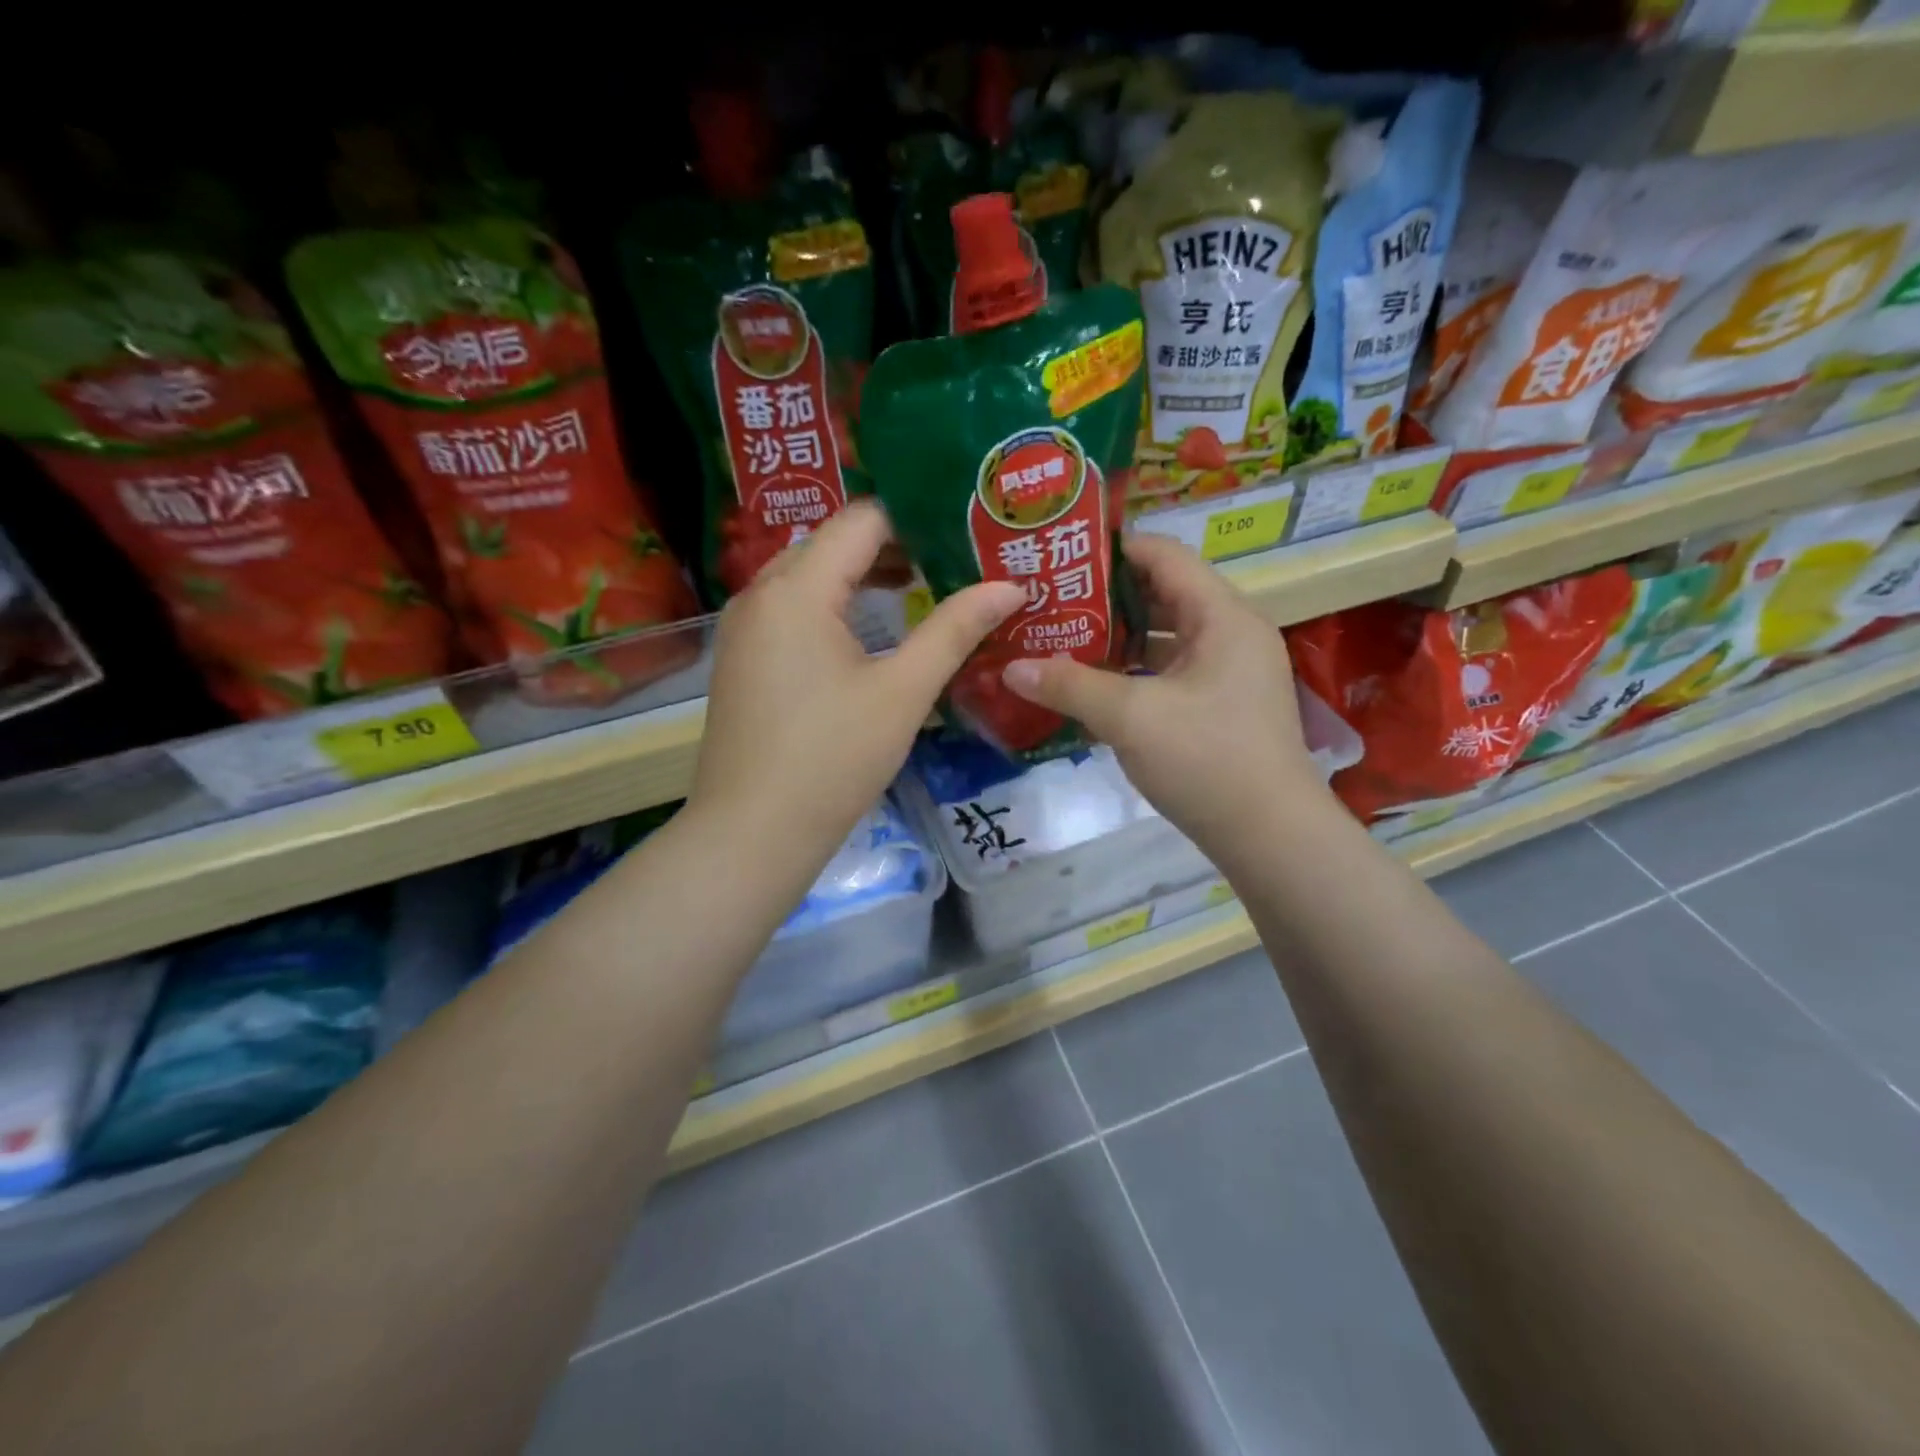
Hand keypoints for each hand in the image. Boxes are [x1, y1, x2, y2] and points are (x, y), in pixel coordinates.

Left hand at [692, 501, 1024, 866]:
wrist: (752, 833)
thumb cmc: (832, 759)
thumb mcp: (903, 692)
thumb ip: (954, 629)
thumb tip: (1011, 586)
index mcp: (797, 588)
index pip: (863, 520)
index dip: (917, 519)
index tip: (965, 533)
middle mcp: (760, 593)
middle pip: (833, 543)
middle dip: (894, 547)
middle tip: (954, 559)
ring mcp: (743, 628)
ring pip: (810, 578)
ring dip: (863, 578)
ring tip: (923, 589)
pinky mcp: (741, 660)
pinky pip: (792, 611)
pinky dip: (834, 607)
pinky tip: (871, 634)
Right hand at [1000, 533, 1330, 859]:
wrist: (1270, 837)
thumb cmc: (1206, 760)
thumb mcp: (1130, 718)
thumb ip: (1069, 686)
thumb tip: (1011, 668)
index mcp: (1223, 616)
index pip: (1164, 556)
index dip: (1112, 550)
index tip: (1061, 557)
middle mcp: (1231, 633)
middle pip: (1163, 595)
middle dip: (1106, 598)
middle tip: (1051, 602)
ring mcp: (1229, 672)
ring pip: (1165, 638)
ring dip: (1117, 639)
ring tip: (1062, 640)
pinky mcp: (1221, 706)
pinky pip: (1171, 673)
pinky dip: (1134, 674)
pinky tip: (1092, 687)